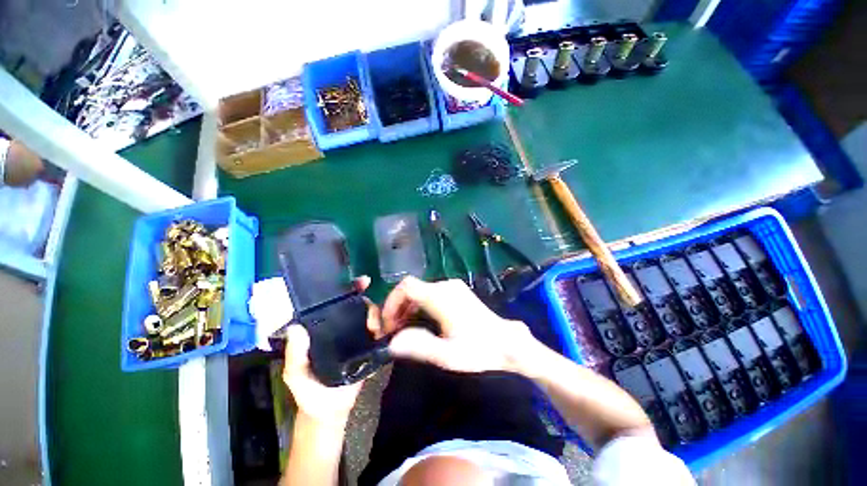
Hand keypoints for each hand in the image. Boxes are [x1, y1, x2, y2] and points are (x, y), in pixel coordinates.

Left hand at [282, 277, 378, 423]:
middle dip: (364, 297)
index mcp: (323, 330)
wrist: (330, 412)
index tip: (357, 282)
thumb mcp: (295, 374)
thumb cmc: (309, 392)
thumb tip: (296, 327)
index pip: (333, 305)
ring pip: (368, 317)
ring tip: (374, 322)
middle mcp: (341, 328)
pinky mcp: (369, 347)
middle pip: (355, 306)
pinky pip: (378, 333)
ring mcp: (357, 337)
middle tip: (370, 297)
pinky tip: (384, 328)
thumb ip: (294, 354)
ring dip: (375, 313)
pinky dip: (382, 327)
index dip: (345, 290)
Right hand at [380, 277, 540, 373]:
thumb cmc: (479, 350)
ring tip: (403, 330)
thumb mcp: (448, 355)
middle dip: (397, 308)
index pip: (406, 287)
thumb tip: (391, 343)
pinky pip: (430, 293)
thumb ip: (419, 347)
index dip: (391, 302)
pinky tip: (420, 322)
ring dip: (407, 308)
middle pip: (412, 288)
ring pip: (420, 290)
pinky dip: (419, 305)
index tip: (387, 324)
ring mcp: (453, 287)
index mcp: (441, 296)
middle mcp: (445, 285)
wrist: (506, 343)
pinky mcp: (457, 291)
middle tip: (392, 331)